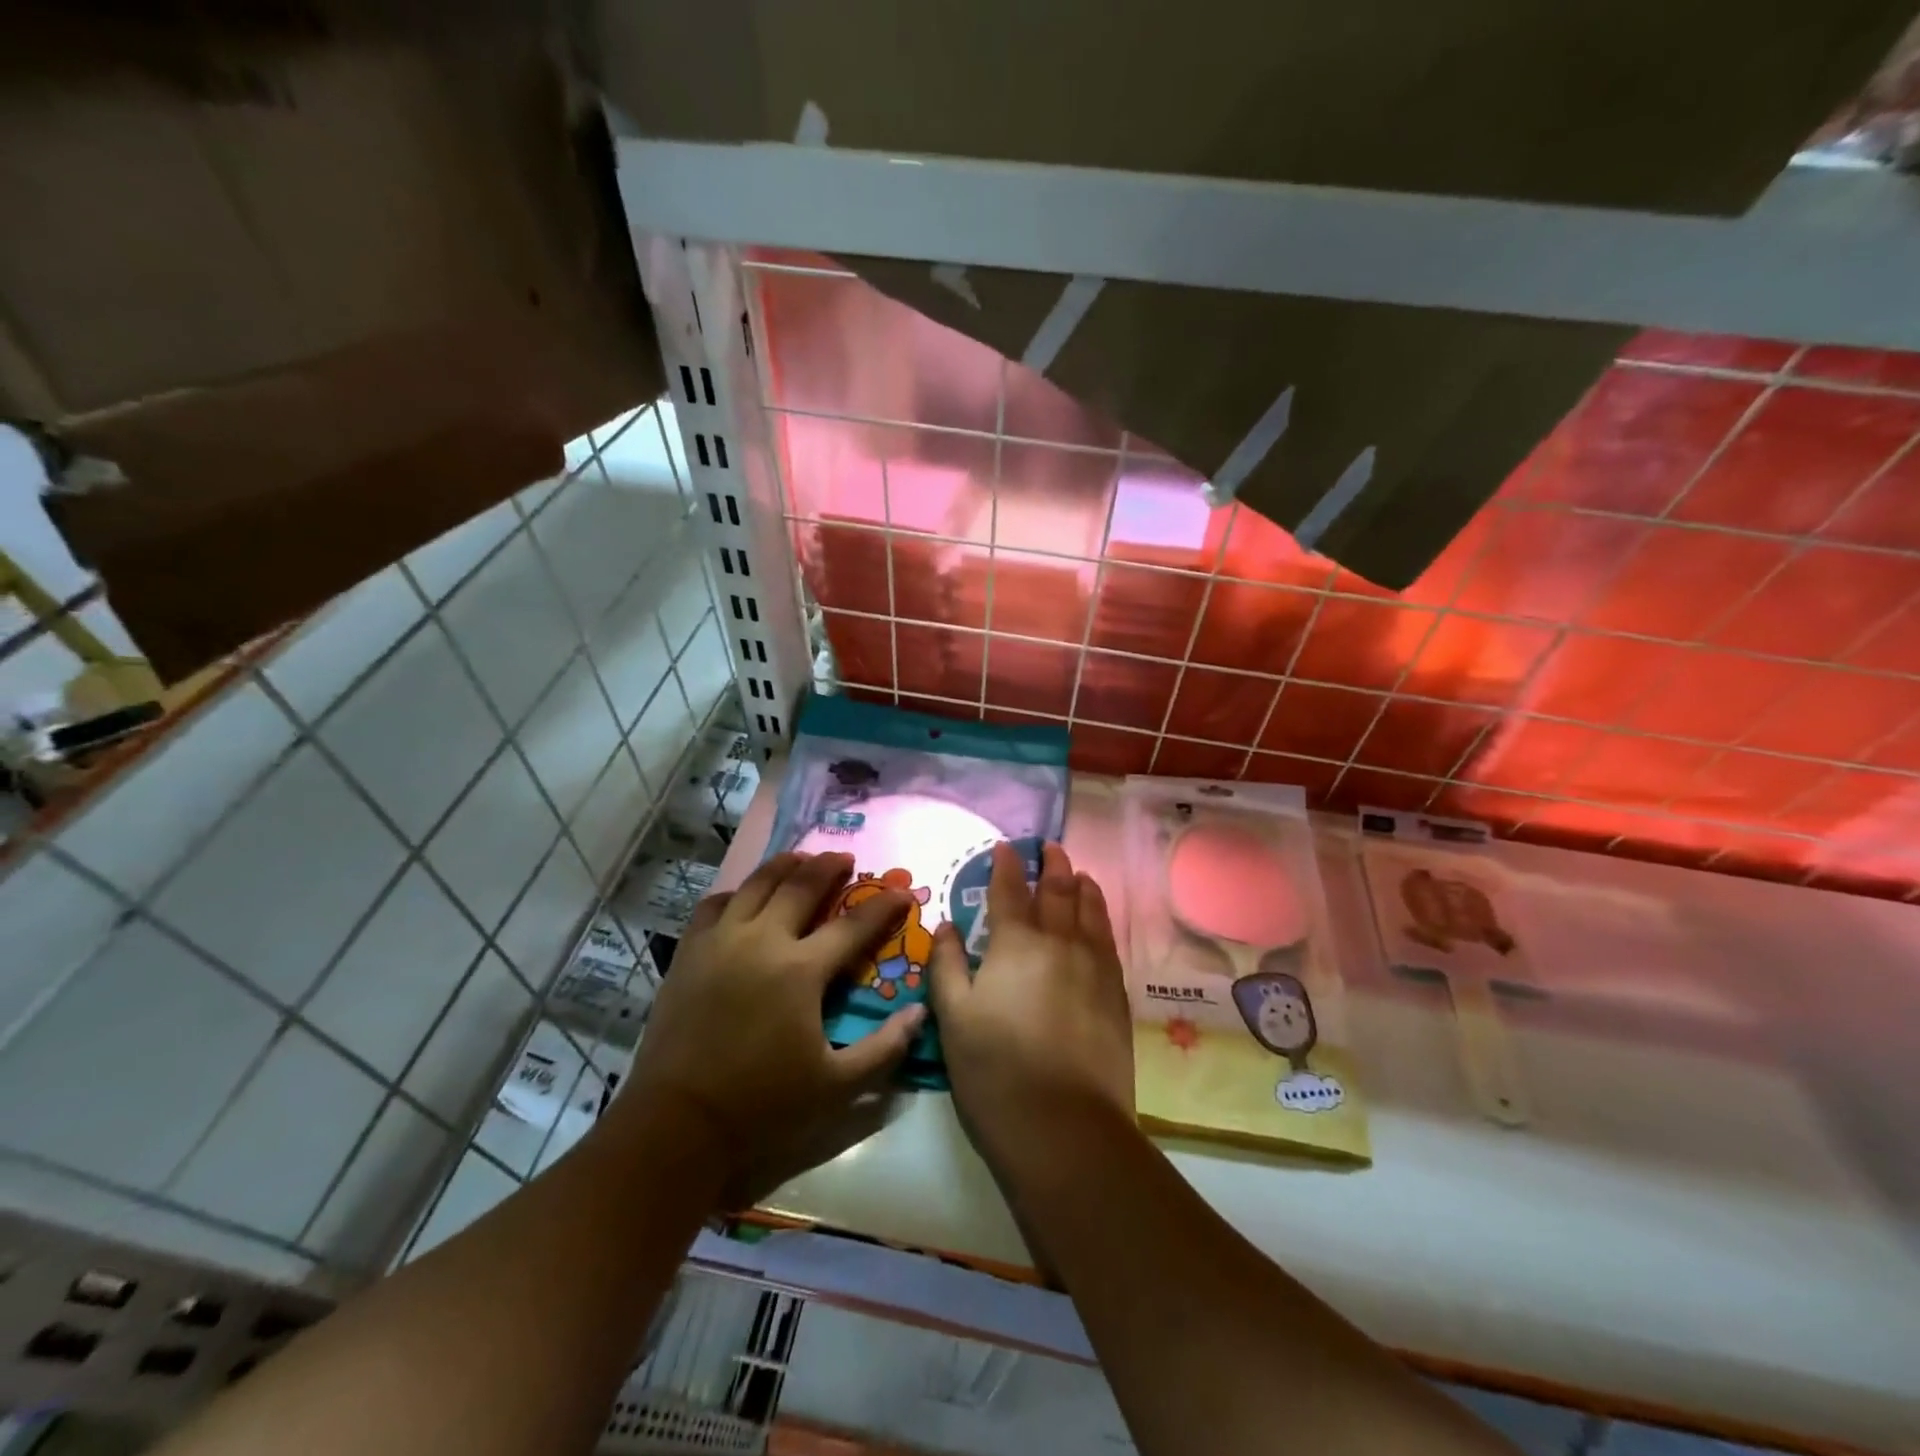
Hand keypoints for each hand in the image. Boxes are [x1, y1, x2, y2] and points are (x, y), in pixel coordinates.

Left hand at [617, 852, 923, 1203]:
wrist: (678, 1123)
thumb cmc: (763, 1105)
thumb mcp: (836, 1087)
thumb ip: (884, 1049)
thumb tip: (918, 1013)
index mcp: (801, 970)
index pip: (853, 926)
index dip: (882, 906)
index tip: (901, 892)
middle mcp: (762, 941)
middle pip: (801, 886)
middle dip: (829, 867)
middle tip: (845, 858)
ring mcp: (721, 941)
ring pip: (757, 884)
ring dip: (784, 866)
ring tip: (800, 859)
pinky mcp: (689, 952)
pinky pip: (715, 905)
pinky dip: (736, 893)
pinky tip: (744, 898)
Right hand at [928, 842, 1132, 1168]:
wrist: (1065, 1125)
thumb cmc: (995, 1070)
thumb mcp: (953, 1017)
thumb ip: (947, 965)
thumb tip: (947, 926)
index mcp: (1016, 944)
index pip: (1010, 891)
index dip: (1006, 866)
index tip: (1004, 848)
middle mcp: (1059, 942)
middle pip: (1057, 891)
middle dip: (1051, 865)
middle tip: (1048, 848)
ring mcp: (1094, 966)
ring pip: (1090, 910)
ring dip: (1081, 886)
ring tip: (1077, 873)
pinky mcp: (1116, 993)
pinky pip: (1108, 939)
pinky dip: (1101, 917)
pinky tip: (1098, 918)